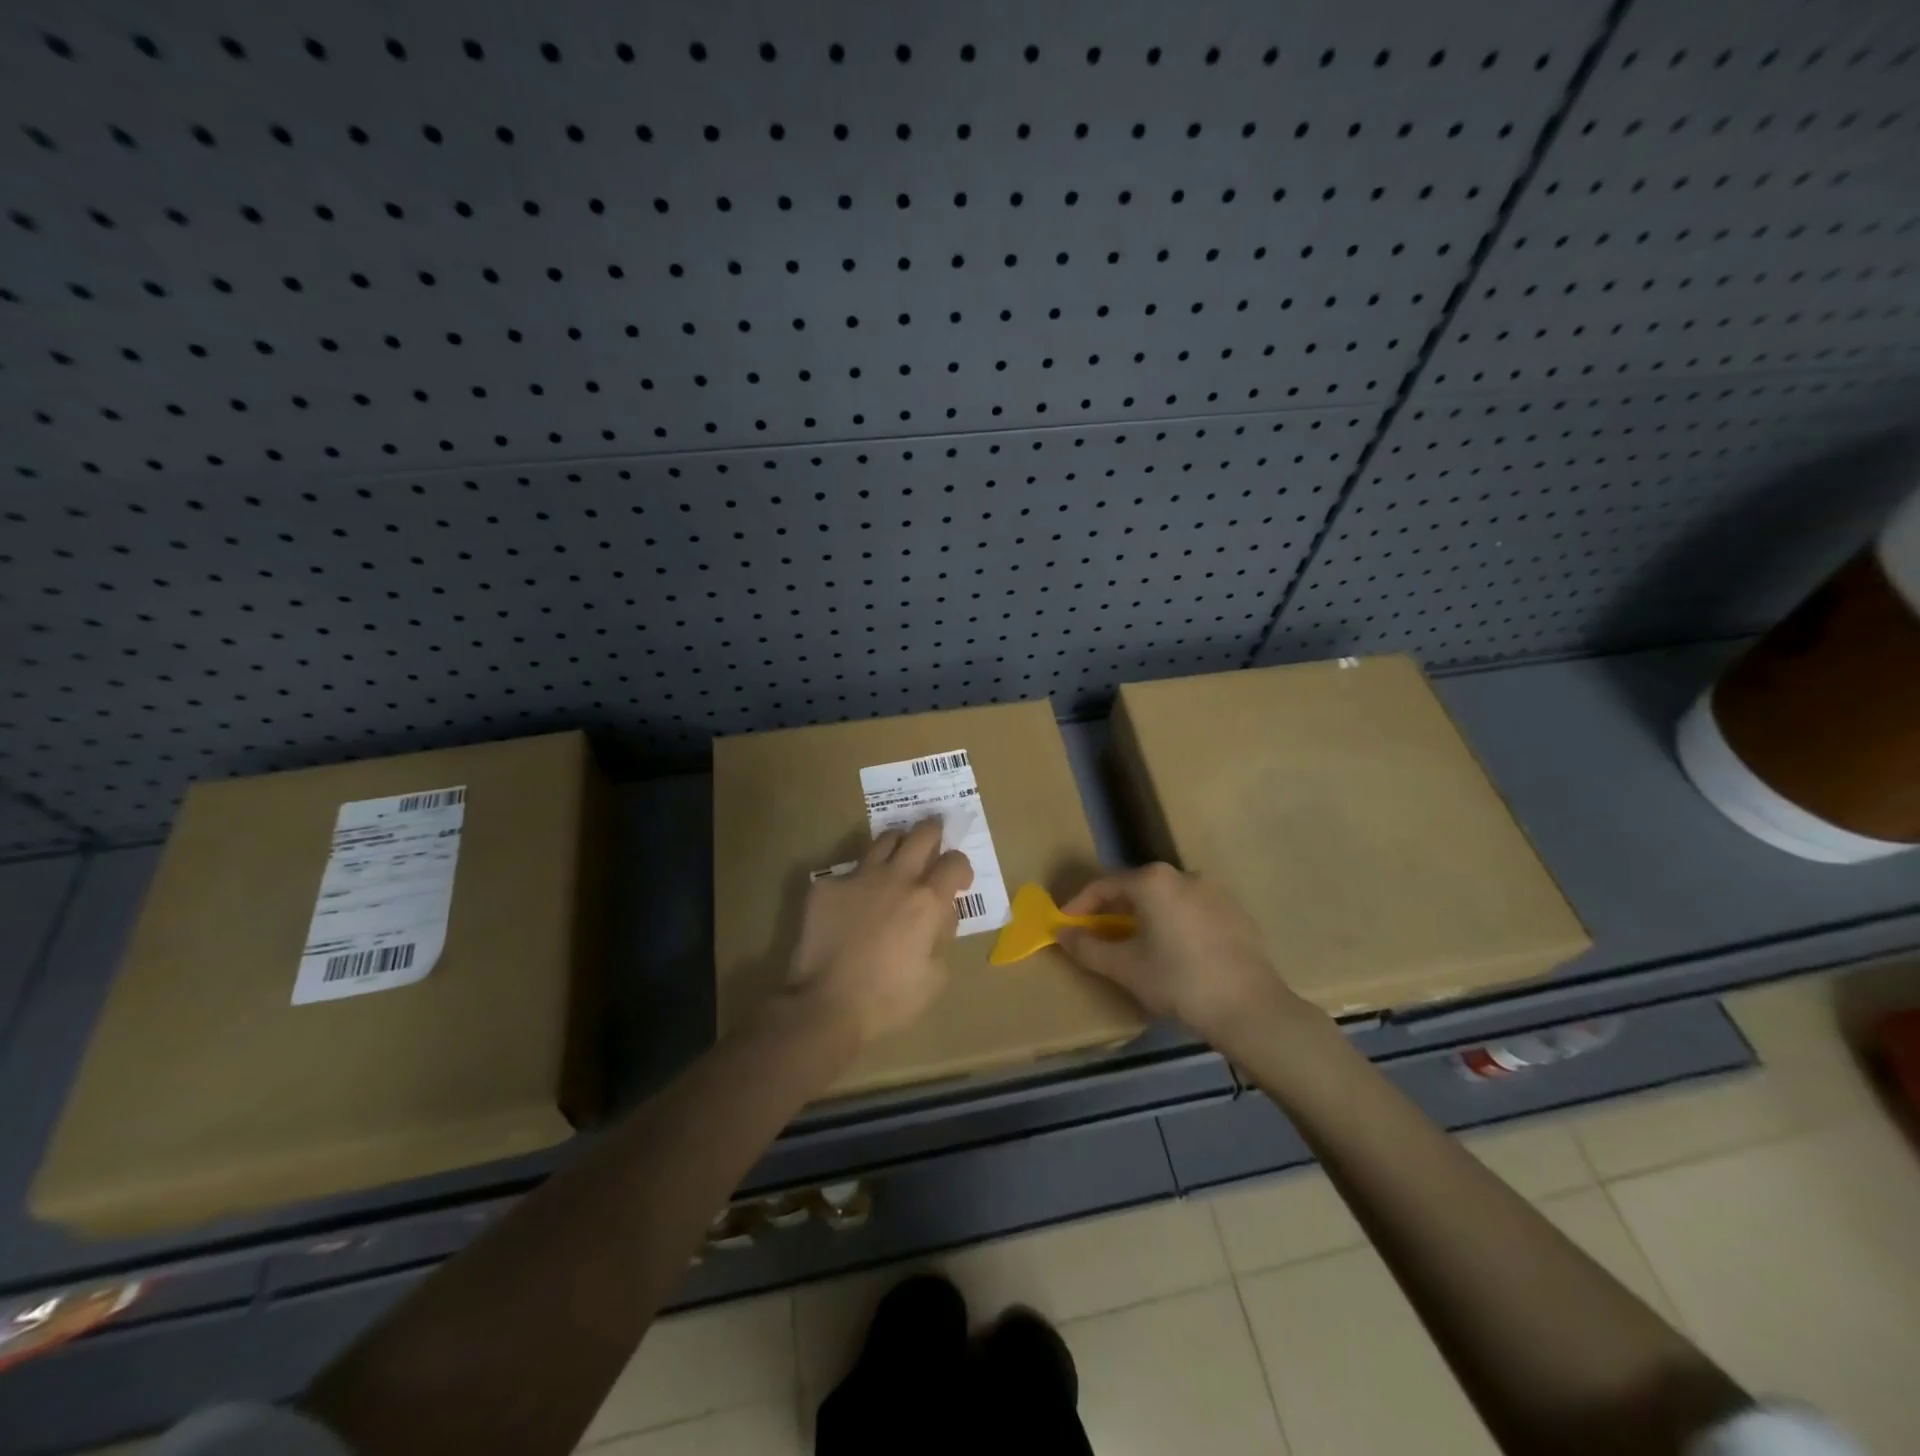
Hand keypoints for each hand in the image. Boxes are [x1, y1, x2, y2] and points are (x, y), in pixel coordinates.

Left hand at [783, 818, 972, 1046]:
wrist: (827, 1004)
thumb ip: (943, 938)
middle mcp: (897, 878)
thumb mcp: (935, 977)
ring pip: (885, 839)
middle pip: (922, 834)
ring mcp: (859, 877)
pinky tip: (854, 900)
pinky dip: (859, 880)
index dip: (962, 867)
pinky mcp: (828, 886)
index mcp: (927, 901)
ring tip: (898, 857)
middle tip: (934, 838)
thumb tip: (940, 917)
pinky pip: (849, 871)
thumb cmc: (889, 999)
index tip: (958, 880)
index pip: (955, 862)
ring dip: (898, 844)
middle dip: (934, 831)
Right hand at [1056, 863, 1309, 1045]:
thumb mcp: (1124, 967)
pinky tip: (1175, 954)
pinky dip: (1174, 926)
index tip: (1066, 927)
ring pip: (1166, 900)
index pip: (1104, 886)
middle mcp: (1184, 875)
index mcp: (1153, 881)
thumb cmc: (1178, 981)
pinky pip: (1192, 912)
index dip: (1080, 906)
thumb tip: (1061, 933)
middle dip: (1113, 912)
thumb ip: (1087, 947)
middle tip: (1098, 937)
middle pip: (1137, 889)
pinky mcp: (1236, 913)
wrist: (1250, 1008)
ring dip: (1145, 918)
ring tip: (1136, 948)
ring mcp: (1215, 892)